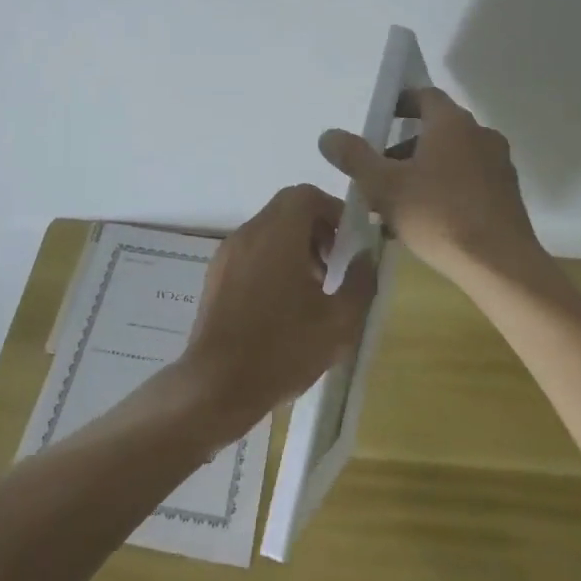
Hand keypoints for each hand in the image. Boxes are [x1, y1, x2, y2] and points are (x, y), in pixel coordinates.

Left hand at [178, 184, 375, 440]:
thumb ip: (360, 282)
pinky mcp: (215, 275)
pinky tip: (282, 304)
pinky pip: (251, 250)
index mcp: (277, 235)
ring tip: (312, 290)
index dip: (333, 211)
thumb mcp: (339, 322)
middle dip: (317, 230)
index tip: (349, 244)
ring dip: (295, 246)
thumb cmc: (283, 350)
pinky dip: (272, 260)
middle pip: (287, 209)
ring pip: (268, 230)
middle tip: (333, 267)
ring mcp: (227, 254)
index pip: (305, 195)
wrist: (217, 385)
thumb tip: (365, 258)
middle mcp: (248, 234)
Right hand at [318, 86, 540, 284]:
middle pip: (436, 130)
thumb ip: (354, 157)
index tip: (378, 121)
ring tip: (396, 205)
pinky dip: (444, 190)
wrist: (500, 265)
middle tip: (378, 173)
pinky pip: (468, 181)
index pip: (424, 96)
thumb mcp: (383, 186)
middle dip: (403, 148)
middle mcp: (480, 134)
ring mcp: (498, 165)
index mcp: (452, 123)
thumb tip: (328, 135)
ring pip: (451, 159)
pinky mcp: (507, 195)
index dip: (399, 104)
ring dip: (422, 172)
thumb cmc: (438, 216)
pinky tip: (425, 221)